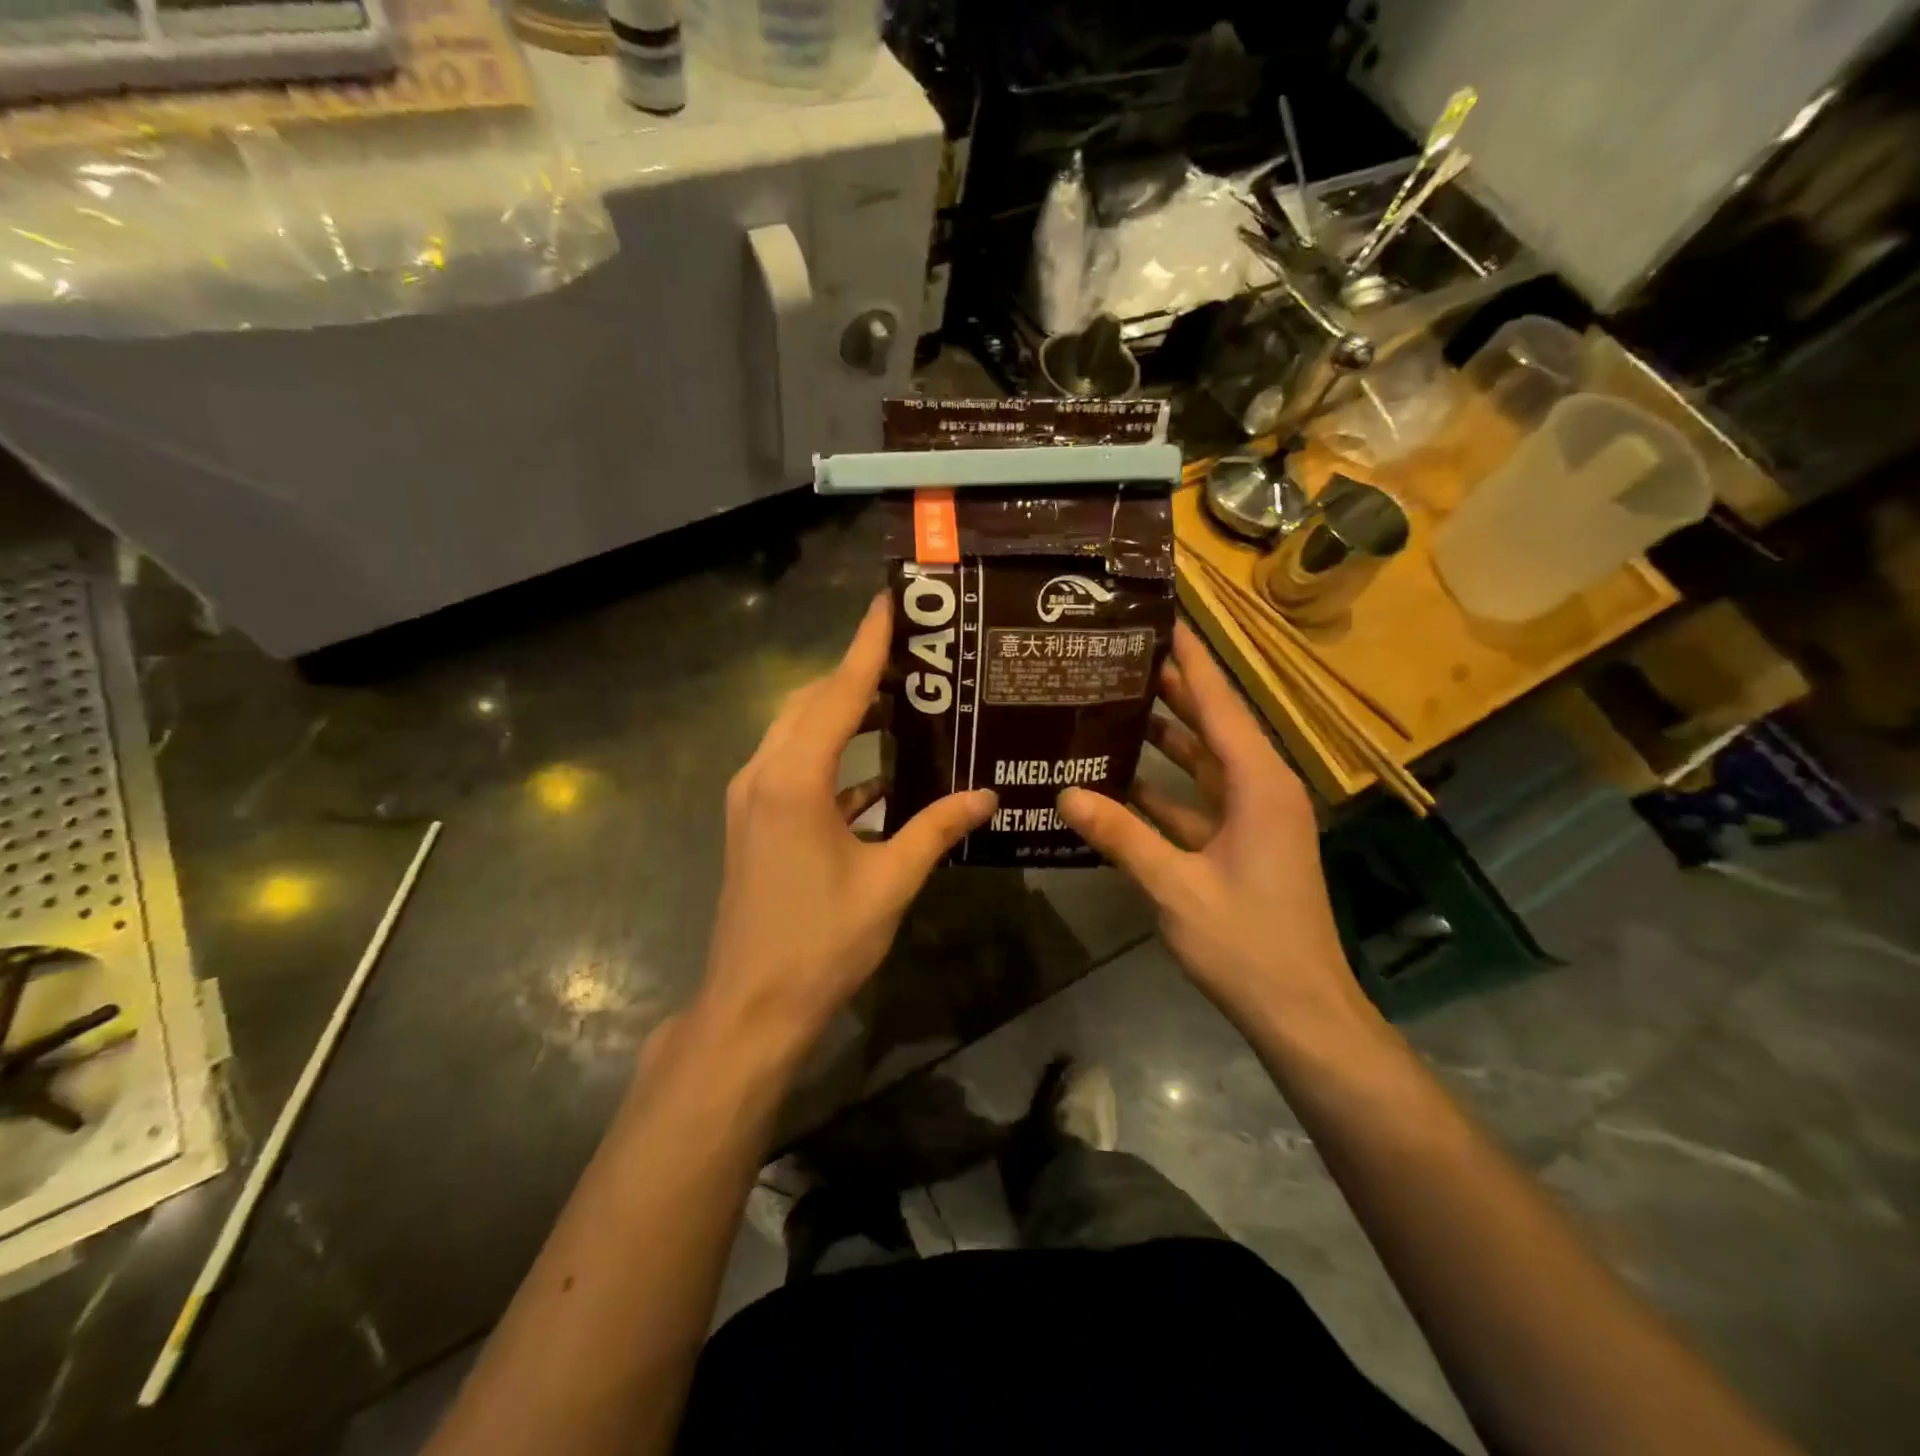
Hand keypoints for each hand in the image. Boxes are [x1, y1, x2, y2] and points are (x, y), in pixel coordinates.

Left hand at [696, 596, 995, 1060]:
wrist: (752, 1006)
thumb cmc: (822, 942)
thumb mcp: (890, 882)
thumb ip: (937, 829)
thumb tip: (988, 795)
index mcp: (794, 778)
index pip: (838, 692)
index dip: (867, 644)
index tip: (890, 601)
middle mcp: (764, 773)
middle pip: (811, 702)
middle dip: (857, 673)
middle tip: (914, 656)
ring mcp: (752, 797)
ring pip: (800, 732)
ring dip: (845, 714)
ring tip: (902, 702)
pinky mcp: (754, 821)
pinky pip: (797, 768)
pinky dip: (836, 759)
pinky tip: (880, 773)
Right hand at [1057, 622, 1373, 1040]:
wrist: (1301, 1013)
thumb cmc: (1247, 943)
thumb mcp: (1176, 887)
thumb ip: (1121, 836)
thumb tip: (1065, 793)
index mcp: (1259, 784)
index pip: (1221, 703)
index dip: (1192, 659)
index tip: (1163, 618)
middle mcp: (1261, 790)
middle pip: (1214, 724)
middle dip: (1173, 689)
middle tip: (1122, 655)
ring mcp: (1253, 820)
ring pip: (1205, 763)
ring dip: (1165, 738)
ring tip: (1115, 705)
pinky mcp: (1241, 846)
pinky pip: (1198, 802)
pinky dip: (1163, 790)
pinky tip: (1119, 783)